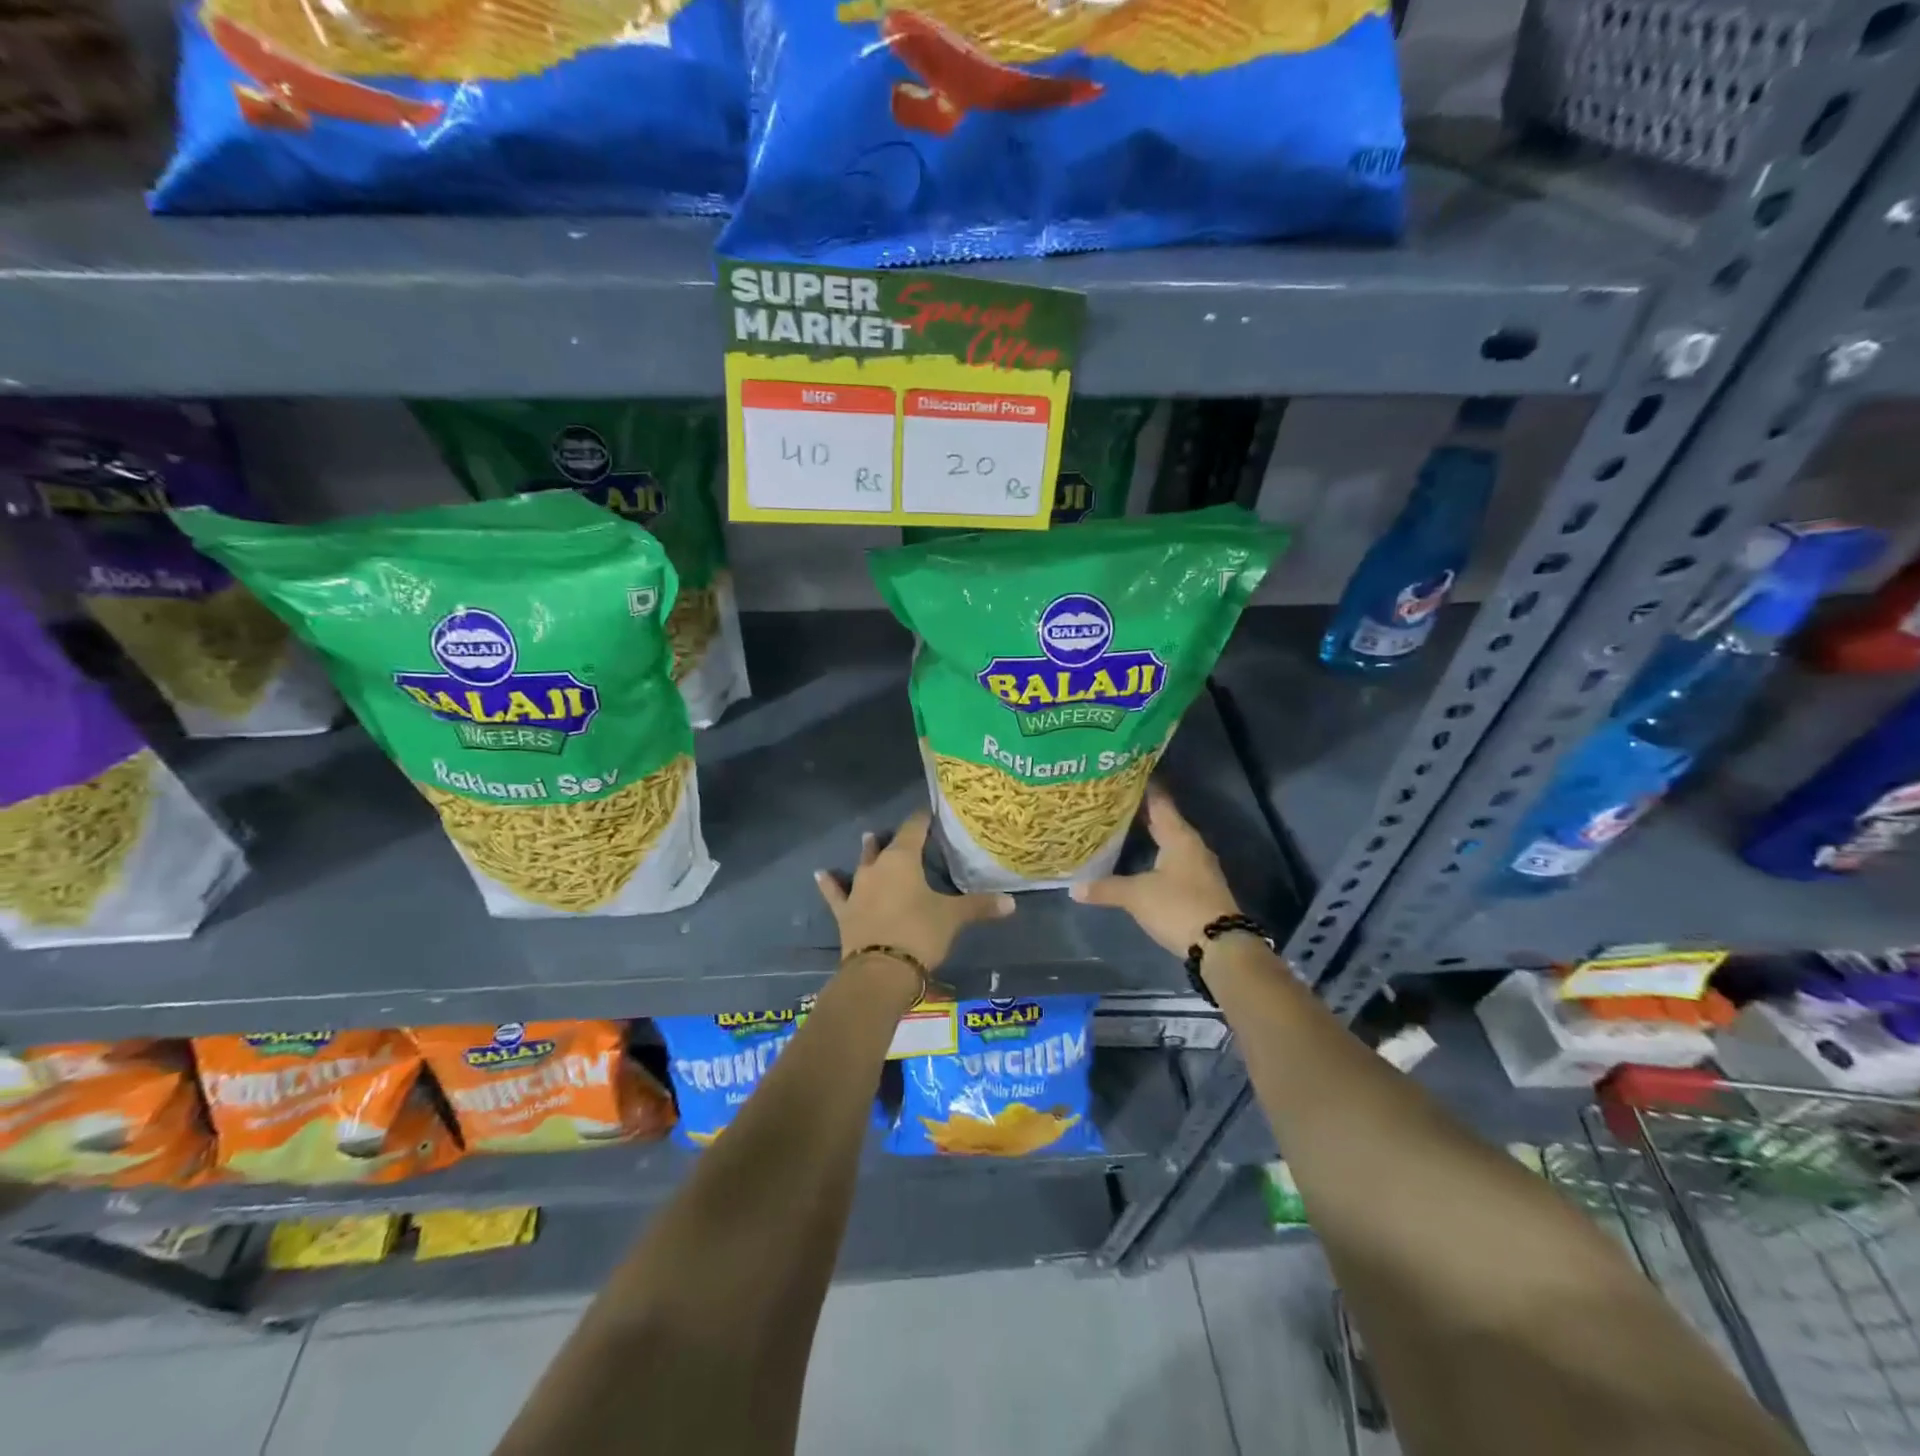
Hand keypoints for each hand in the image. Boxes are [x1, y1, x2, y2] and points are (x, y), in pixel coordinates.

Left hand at [815, 810, 1015, 971]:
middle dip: (896, 837)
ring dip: (867, 852)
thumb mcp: (952, 918)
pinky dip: (829, 883)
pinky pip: (835, 893)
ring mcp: (857, 890)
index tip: (930, 812)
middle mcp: (877, 868)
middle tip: (905, 833)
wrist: (880, 972)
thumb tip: (1012, 902)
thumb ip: (980, 906)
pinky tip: (821, 874)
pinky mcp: (845, 913)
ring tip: (869, 837)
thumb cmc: (919, 934)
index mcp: (903, 859)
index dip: (923, 818)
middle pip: (887, 845)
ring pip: (862, 863)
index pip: (914, 828)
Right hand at [1069, 785, 1239, 956]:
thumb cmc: (1178, 907)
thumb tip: (1073, 887)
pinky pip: (1173, 861)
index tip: (1122, 775)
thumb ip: (1105, 888)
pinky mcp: (1199, 887)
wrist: (1221, 946)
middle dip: (1141, 812)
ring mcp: (1198, 867)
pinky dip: (1156, 855)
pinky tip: (1140, 859)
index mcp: (1180, 837)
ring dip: (1150, 835)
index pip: (1159, 802)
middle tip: (1113, 801)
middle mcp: (1192, 846)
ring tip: (1121, 827)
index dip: (1142, 787)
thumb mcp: (1137, 896)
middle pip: (1165, 821)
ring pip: (1170, 842)